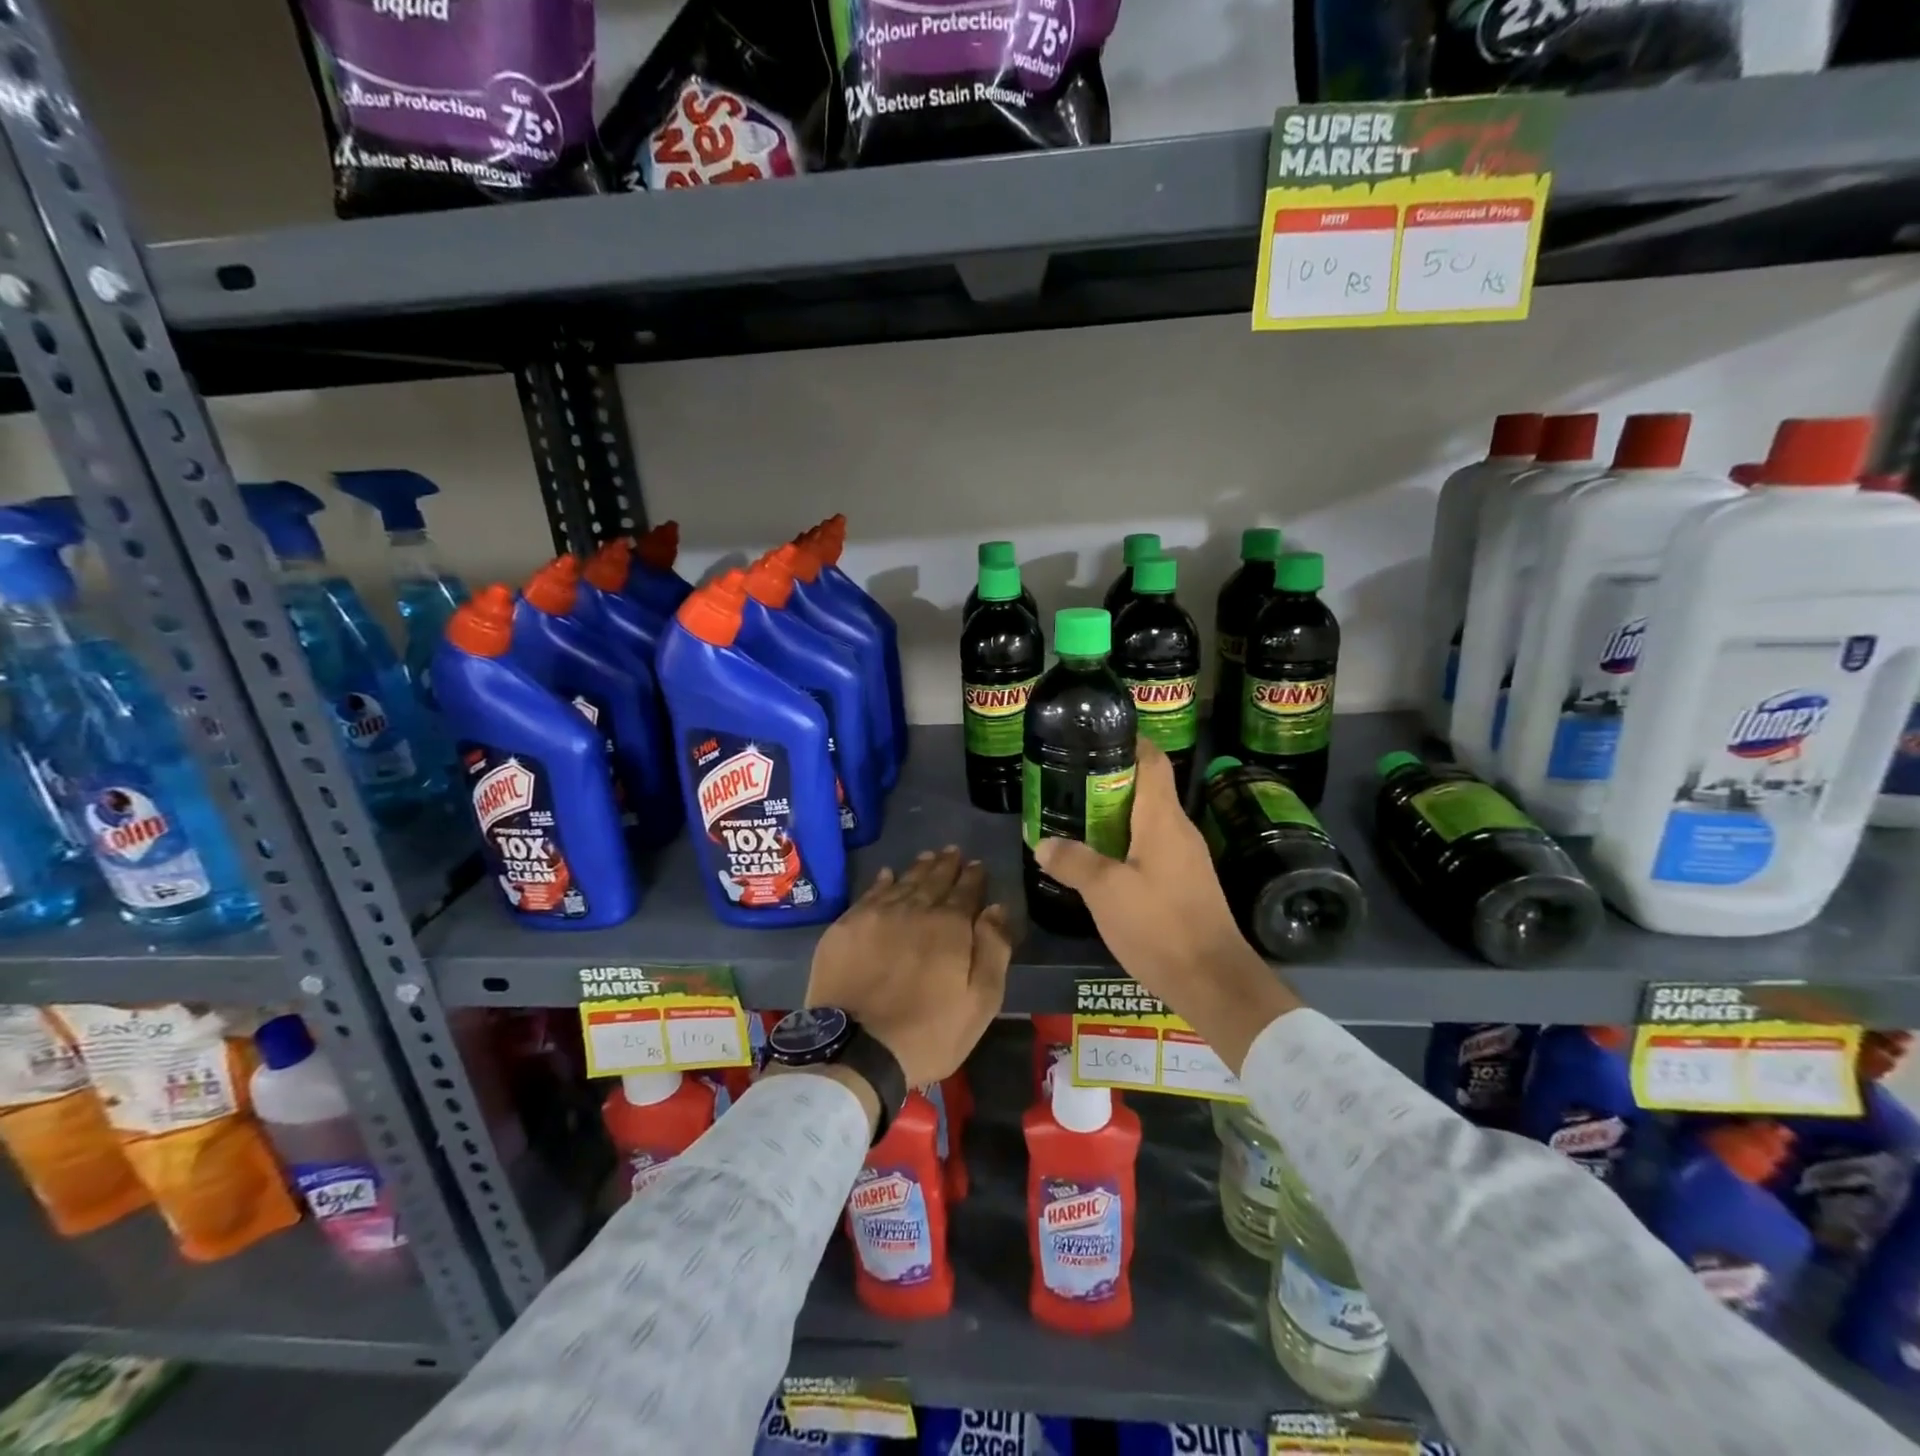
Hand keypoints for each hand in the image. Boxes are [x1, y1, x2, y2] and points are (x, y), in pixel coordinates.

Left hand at [805, 847, 1011, 1089]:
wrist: (856, 1050)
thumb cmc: (929, 1032)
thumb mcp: (980, 1001)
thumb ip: (993, 950)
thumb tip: (997, 908)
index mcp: (949, 926)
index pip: (966, 891)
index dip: (973, 877)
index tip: (977, 865)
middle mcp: (913, 910)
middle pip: (933, 880)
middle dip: (946, 865)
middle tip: (953, 852)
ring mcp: (876, 916)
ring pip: (902, 882)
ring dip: (918, 868)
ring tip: (928, 857)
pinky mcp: (846, 928)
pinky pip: (869, 894)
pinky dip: (882, 882)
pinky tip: (887, 875)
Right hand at [1034, 739, 1298, 1071]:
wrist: (1214, 981)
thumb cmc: (1159, 926)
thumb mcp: (1105, 892)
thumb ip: (1073, 862)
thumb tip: (1044, 843)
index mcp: (1163, 819)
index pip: (1151, 760)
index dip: (1126, 741)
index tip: (1092, 738)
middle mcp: (1178, 830)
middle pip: (1145, 788)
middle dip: (1107, 781)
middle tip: (1067, 783)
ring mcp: (1185, 858)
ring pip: (1146, 821)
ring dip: (1113, 816)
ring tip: (1074, 819)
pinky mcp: (1186, 883)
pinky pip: (1151, 848)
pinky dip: (1124, 844)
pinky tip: (1099, 862)